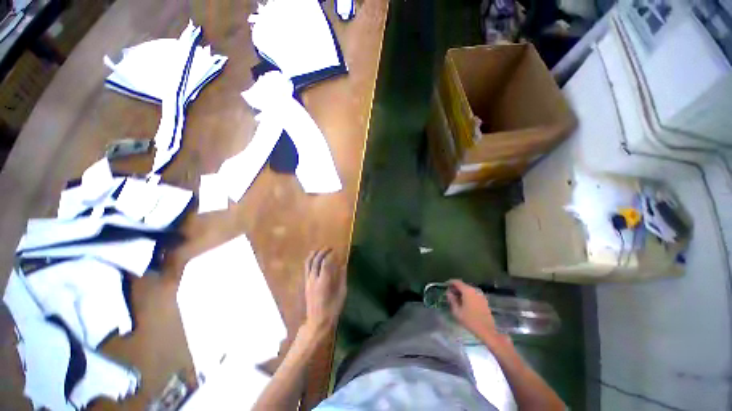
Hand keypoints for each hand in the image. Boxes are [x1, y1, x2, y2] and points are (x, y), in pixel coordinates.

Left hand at [303, 248, 346, 337]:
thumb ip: (342, 277)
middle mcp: (314, 279)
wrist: (318, 321)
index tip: (336, 250)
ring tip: (320, 249)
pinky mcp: (305, 284)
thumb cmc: (333, 308)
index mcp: (324, 282)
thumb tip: (343, 264)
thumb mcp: (342, 292)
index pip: (325, 263)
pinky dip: (311, 260)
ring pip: (308, 263)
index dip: (330, 255)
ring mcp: (308, 281)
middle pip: (315, 260)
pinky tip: (315, 259)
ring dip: (314, 254)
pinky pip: (306, 268)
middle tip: (329, 247)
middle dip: (322, 251)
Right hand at [447, 279, 507, 345]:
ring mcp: (480, 295)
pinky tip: (465, 303)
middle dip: (456, 288)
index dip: (450, 282)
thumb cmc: (470, 320)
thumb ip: (451, 300)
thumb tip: (448, 292)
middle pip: (463, 285)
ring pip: (468, 290)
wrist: (487, 330)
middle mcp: (475, 290)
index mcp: (467, 291)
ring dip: (462, 292)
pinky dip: (468, 296)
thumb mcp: (457, 311)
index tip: (445, 286)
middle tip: (450, 294)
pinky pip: (473, 294)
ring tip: (457, 299)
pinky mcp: (484, 300)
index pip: (456, 282)